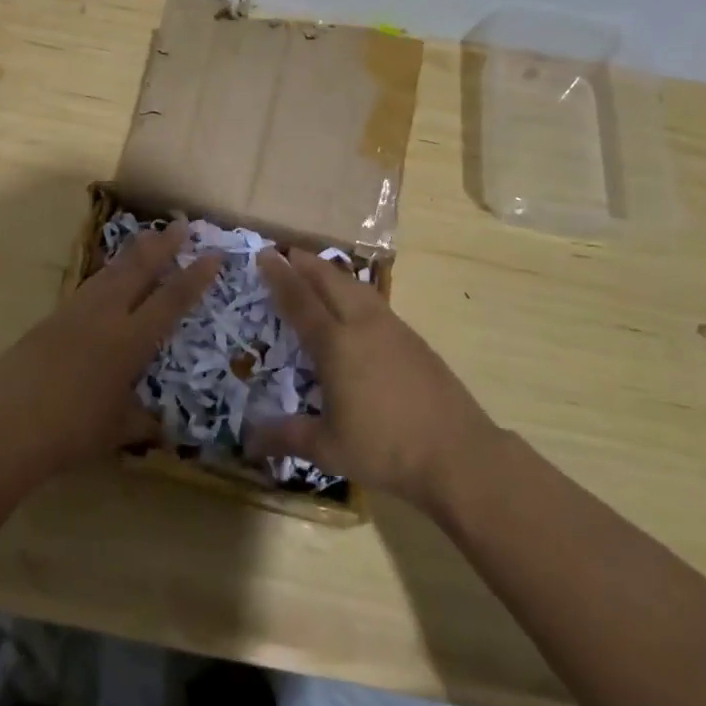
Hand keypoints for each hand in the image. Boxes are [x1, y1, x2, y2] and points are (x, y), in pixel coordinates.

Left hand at [0, 222, 221, 477]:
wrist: (5, 424)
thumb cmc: (70, 431)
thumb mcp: (116, 431)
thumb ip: (142, 423)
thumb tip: (163, 428)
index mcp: (130, 341)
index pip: (171, 300)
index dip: (195, 277)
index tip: (213, 254)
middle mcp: (106, 316)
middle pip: (139, 269)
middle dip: (163, 245)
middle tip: (181, 224)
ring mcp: (75, 312)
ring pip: (111, 271)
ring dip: (133, 252)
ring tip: (148, 236)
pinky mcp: (51, 318)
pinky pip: (89, 286)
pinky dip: (107, 273)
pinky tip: (108, 276)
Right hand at [249, 248, 492, 509]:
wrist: (458, 454)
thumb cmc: (386, 450)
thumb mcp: (329, 449)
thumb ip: (286, 437)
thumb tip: (247, 443)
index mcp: (335, 345)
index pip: (300, 300)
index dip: (280, 276)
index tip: (264, 254)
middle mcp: (362, 326)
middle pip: (330, 281)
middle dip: (306, 263)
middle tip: (286, 252)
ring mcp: (392, 329)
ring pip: (356, 287)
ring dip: (333, 273)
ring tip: (318, 268)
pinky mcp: (414, 339)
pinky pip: (375, 301)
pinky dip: (355, 290)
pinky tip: (356, 303)